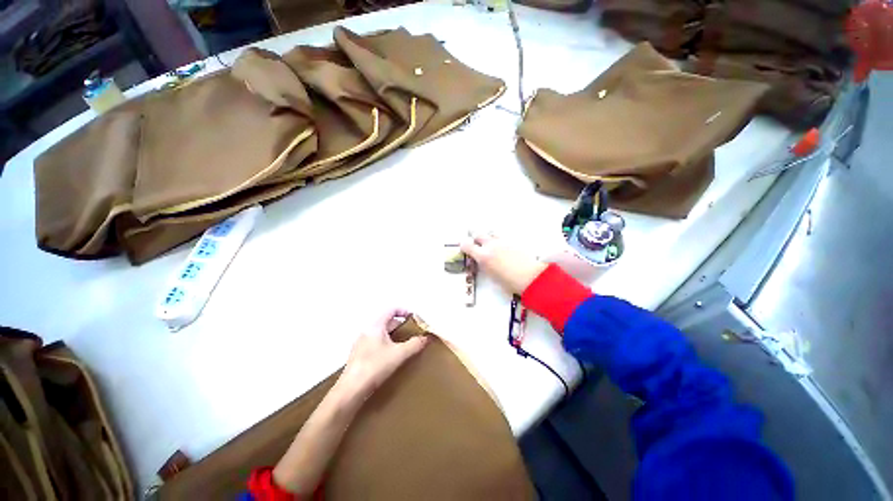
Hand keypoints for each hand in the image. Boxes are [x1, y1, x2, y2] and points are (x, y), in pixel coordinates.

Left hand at [336, 308, 428, 401]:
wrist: (351, 390)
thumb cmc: (375, 366)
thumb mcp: (399, 354)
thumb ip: (415, 344)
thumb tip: (426, 337)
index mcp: (375, 326)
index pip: (391, 310)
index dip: (404, 311)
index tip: (414, 318)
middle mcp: (367, 331)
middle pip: (387, 322)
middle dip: (401, 326)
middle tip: (413, 334)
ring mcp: (361, 343)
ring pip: (382, 333)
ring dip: (394, 336)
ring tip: (405, 346)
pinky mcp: (358, 355)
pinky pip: (376, 343)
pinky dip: (386, 344)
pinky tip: (391, 357)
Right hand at [461, 232, 546, 295]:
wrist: (531, 277)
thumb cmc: (510, 283)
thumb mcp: (492, 277)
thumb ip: (485, 266)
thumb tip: (484, 263)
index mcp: (483, 256)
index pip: (467, 245)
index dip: (464, 245)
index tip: (464, 247)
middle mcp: (491, 245)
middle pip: (478, 234)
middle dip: (474, 236)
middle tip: (475, 241)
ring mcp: (503, 241)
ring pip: (491, 233)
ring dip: (488, 236)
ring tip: (489, 242)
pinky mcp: (513, 241)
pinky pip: (502, 237)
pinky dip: (499, 240)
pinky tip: (502, 246)